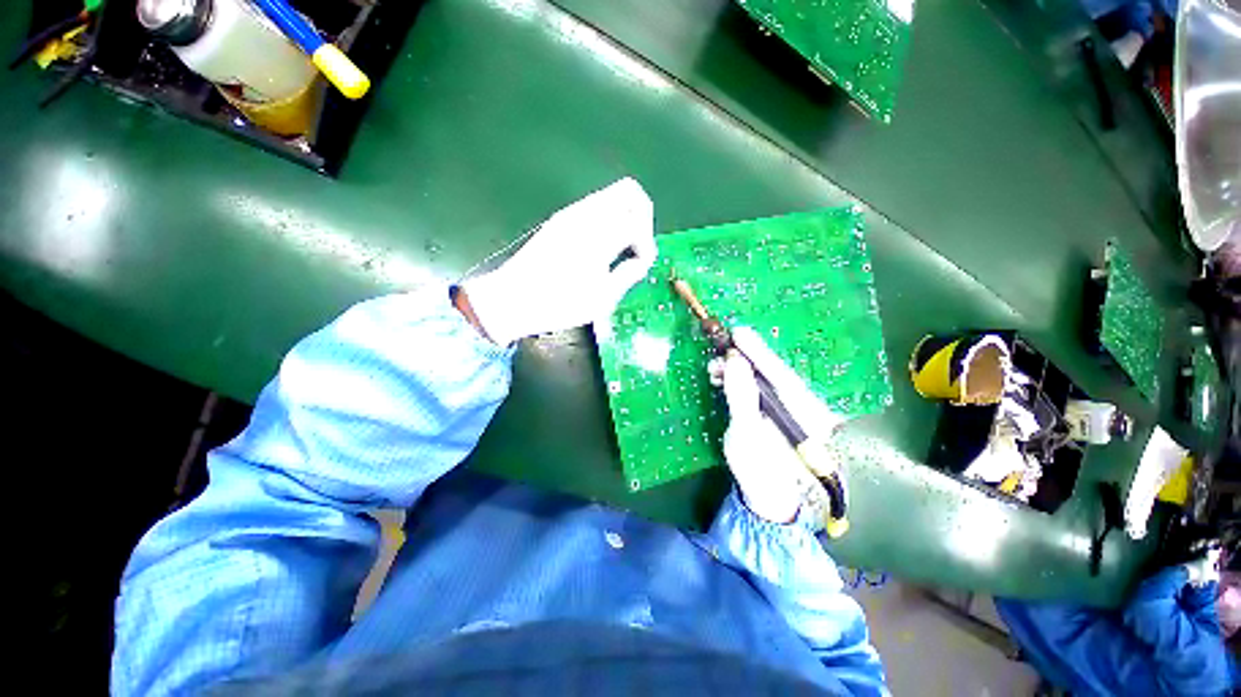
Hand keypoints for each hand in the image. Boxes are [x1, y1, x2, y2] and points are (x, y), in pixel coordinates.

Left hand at [460, 178, 656, 344]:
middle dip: (642, 217)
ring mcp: (571, 213)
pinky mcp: (560, 219)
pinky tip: (601, 248)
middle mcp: (586, 215)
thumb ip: (627, 275)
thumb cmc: (558, 304)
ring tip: (620, 250)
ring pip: (611, 195)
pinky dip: (608, 219)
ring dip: (625, 216)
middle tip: (636, 247)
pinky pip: (595, 206)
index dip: (647, 244)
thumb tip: (639, 260)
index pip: (638, 221)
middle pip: (629, 191)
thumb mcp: (601, 299)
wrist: (511, 300)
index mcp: (598, 235)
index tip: (639, 266)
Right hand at [720, 327, 844, 523]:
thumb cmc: (757, 468)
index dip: (757, 351)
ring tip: (715, 369)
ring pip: (765, 380)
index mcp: (805, 413)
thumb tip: (734, 359)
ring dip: (738, 372)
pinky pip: (762, 389)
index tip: (738, 332)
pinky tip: (724, 380)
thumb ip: (741, 393)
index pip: (779, 373)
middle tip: (718, 355)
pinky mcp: (781, 412)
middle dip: (743, 361)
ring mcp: (794, 409)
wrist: (767, 496)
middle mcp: (806, 406)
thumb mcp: (745, 430)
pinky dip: (741, 382)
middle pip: (773, 373)